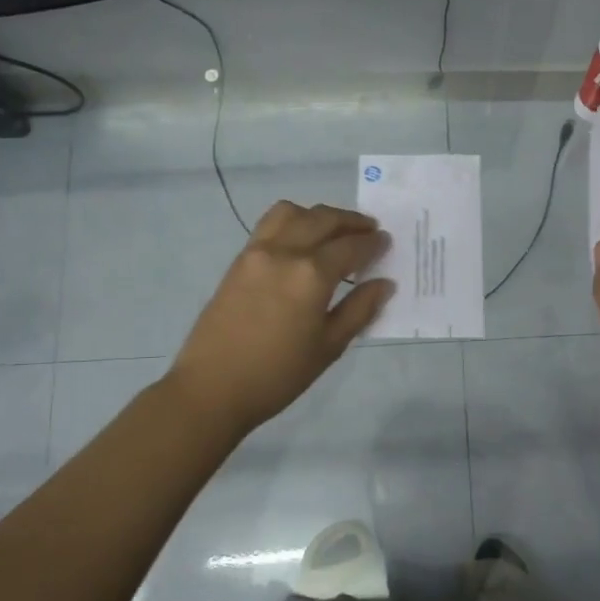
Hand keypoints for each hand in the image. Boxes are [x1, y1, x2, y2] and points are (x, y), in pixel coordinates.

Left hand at [168, 201, 393, 438]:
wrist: (212, 388)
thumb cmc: (278, 374)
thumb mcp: (329, 347)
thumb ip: (359, 309)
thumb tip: (385, 283)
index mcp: (311, 274)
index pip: (351, 246)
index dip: (373, 243)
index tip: (386, 241)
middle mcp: (285, 251)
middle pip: (323, 219)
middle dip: (350, 221)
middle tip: (369, 230)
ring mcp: (257, 252)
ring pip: (292, 212)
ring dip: (318, 215)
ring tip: (333, 231)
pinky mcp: (239, 260)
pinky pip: (270, 225)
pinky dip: (293, 222)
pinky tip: (302, 242)